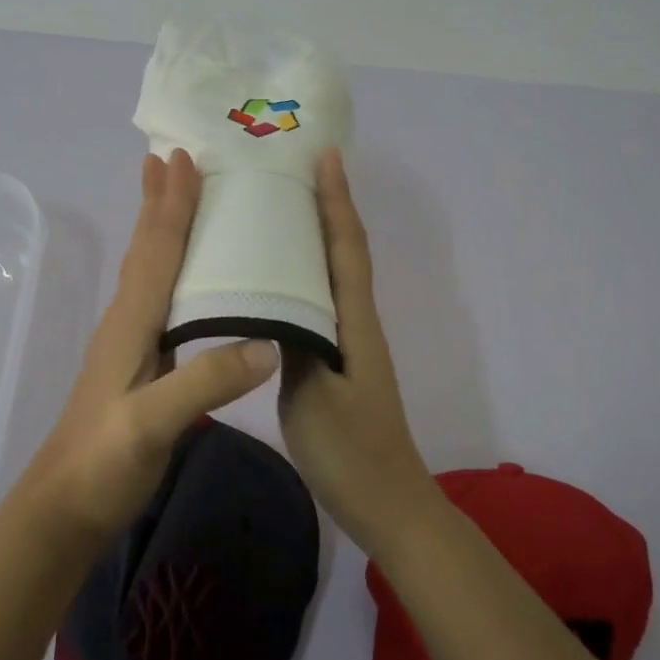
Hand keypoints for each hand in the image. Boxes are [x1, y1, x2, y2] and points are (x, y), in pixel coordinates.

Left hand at [19, 150, 279, 543]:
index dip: (171, 205)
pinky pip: (157, 297)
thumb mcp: (152, 425)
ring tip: (172, 196)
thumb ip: (205, 382)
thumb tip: (268, 341)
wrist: (63, 507)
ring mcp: (129, 343)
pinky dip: (168, 268)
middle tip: (168, 156)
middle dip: (158, 202)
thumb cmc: (102, 463)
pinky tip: (182, 276)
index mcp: (131, 323)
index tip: (183, 159)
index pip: (156, 251)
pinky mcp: (137, 364)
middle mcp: (127, 321)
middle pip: (146, 249)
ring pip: (148, 269)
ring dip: (159, 227)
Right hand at [277, 149, 444, 556]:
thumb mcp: (315, 396)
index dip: (337, 200)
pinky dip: (301, 274)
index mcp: (354, 321)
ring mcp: (347, 341)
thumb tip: (274, 296)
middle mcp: (355, 321)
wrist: (386, 503)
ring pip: (331, 274)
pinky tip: (273, 278)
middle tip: (293, 169)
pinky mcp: (335, 360)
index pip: (346, 247)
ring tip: (278, 208)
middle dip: (327, 205)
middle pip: (343, 250)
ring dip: (314, 235)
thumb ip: (295, 342)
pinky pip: (318, 301)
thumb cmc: (351, 451)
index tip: (325, 156)